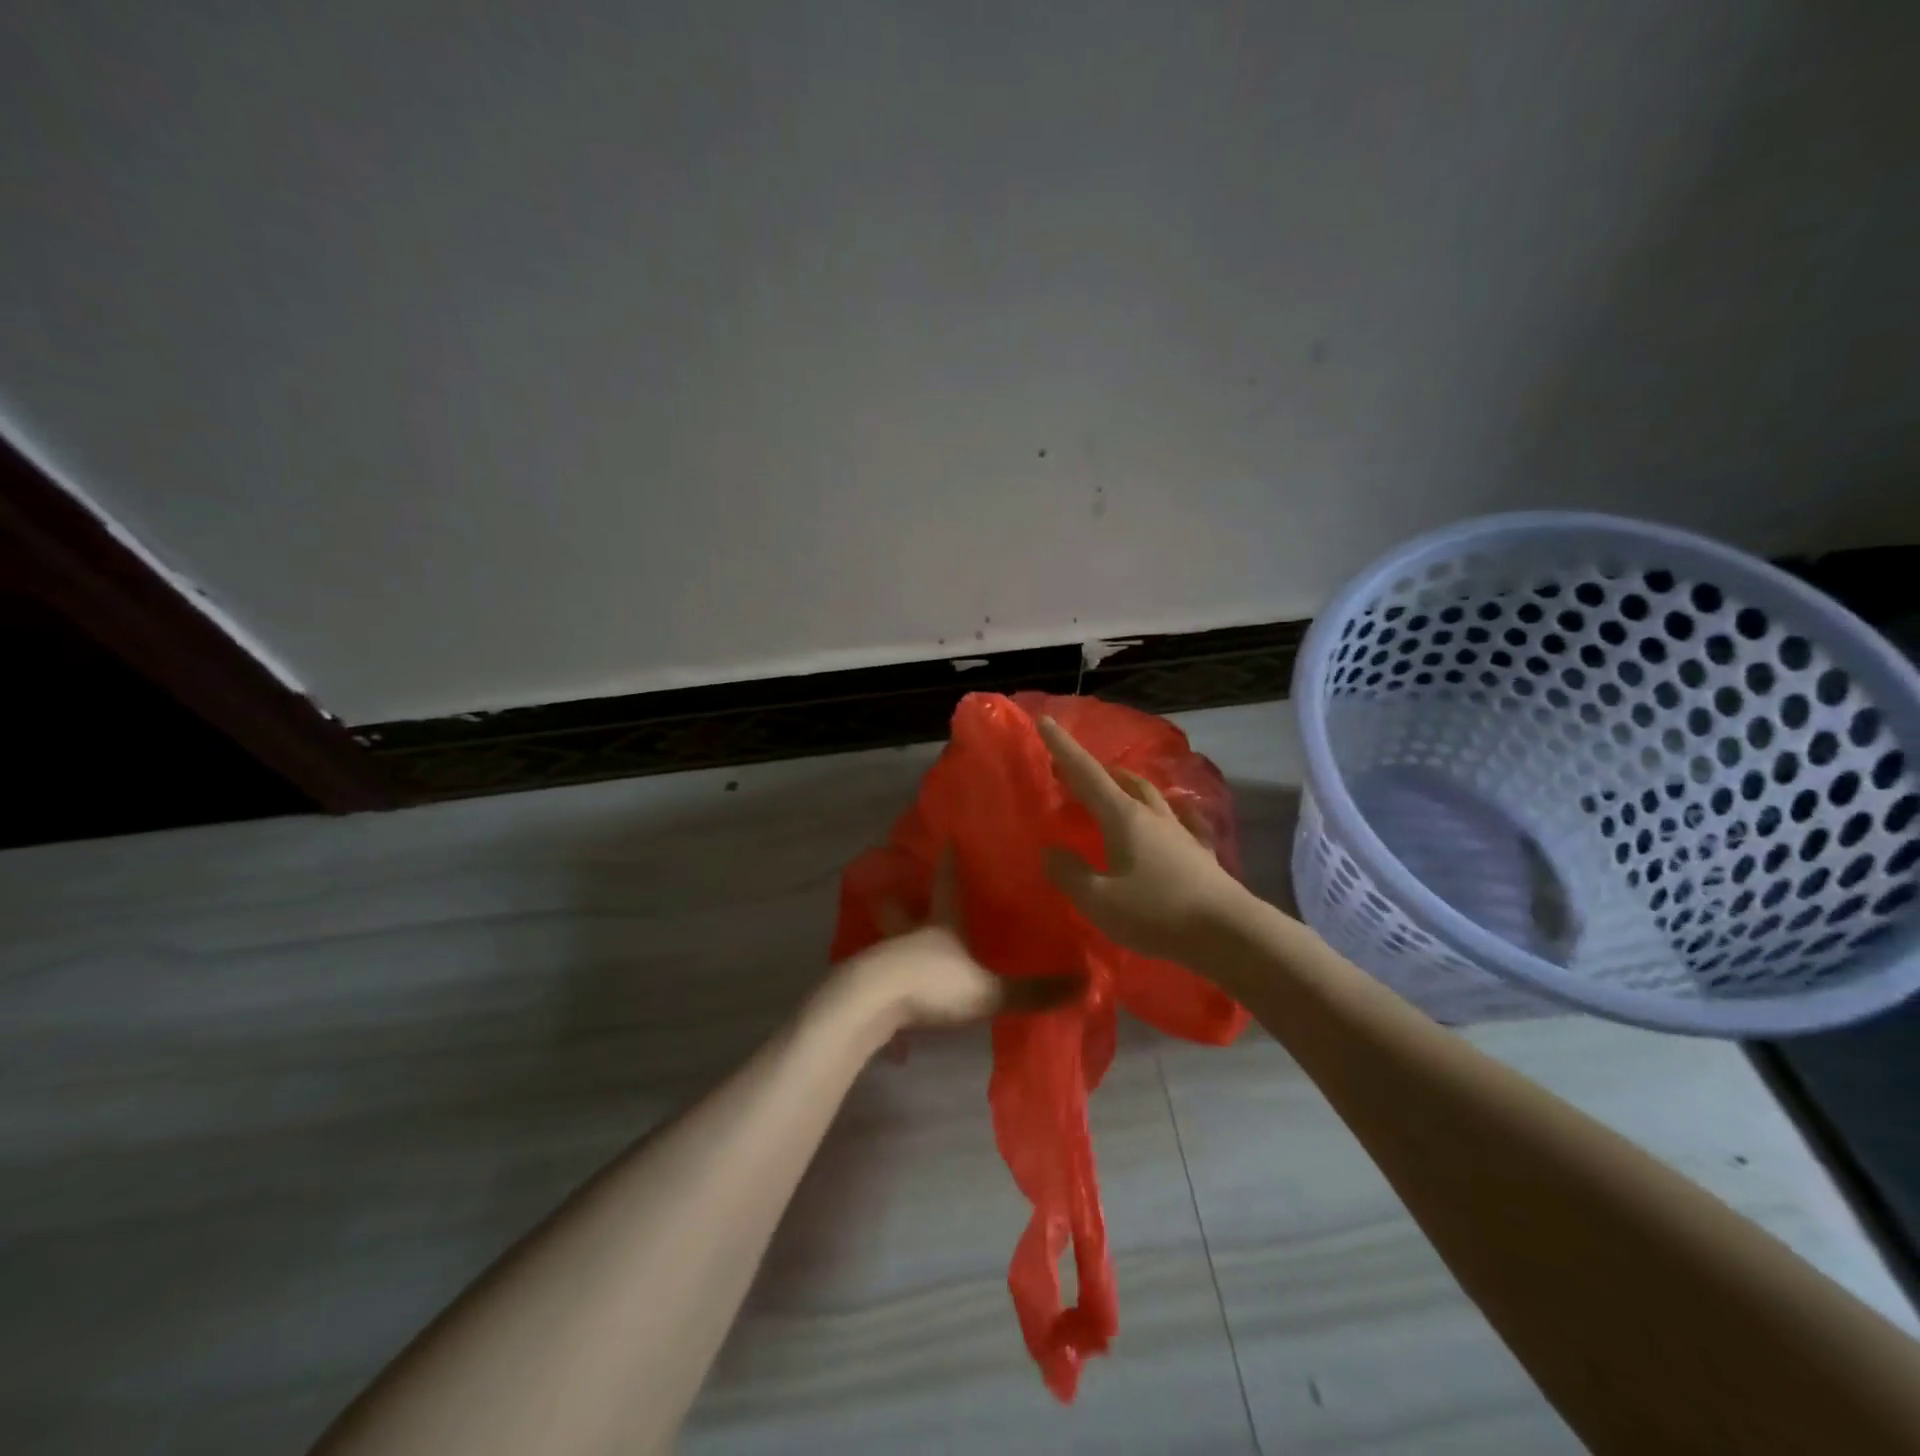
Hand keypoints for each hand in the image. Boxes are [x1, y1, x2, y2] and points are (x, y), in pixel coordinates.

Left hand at [835, 853, 1080, 1038]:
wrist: (869, 1004)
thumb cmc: (932, 984)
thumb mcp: (988, 990)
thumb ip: (1033, 990)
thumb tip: (1086, 982)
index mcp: (940, 924)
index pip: (947, 885)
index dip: (950, 864)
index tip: (949, 840)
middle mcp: (910, 932)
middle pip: (903, 906)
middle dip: (902, 896)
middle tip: (897, 885)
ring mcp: (884, 956)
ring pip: (888, 937)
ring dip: (893, 934)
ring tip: (900, 939)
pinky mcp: (865, 982)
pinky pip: (878, 972)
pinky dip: (885, 974)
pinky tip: (890, 988)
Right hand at [1038, 715, 1249, 963]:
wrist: (1228, 933)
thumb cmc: (1156, 912)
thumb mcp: (1099, 900)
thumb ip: (1070, 873)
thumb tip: (1050, 851)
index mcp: (1124, 818)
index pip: (1086, 774)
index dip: (1064, 748)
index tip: (1047, 722)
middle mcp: (1152, 815)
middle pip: (1120, 780)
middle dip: (1093, 770)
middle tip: (1070, 771)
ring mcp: (1180, 831)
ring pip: (1149, 794)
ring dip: (1126, 785)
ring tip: (1112, 788)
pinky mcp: (1199, 852)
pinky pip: (1179, 819)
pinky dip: (1165, 811)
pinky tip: (1172, 815)